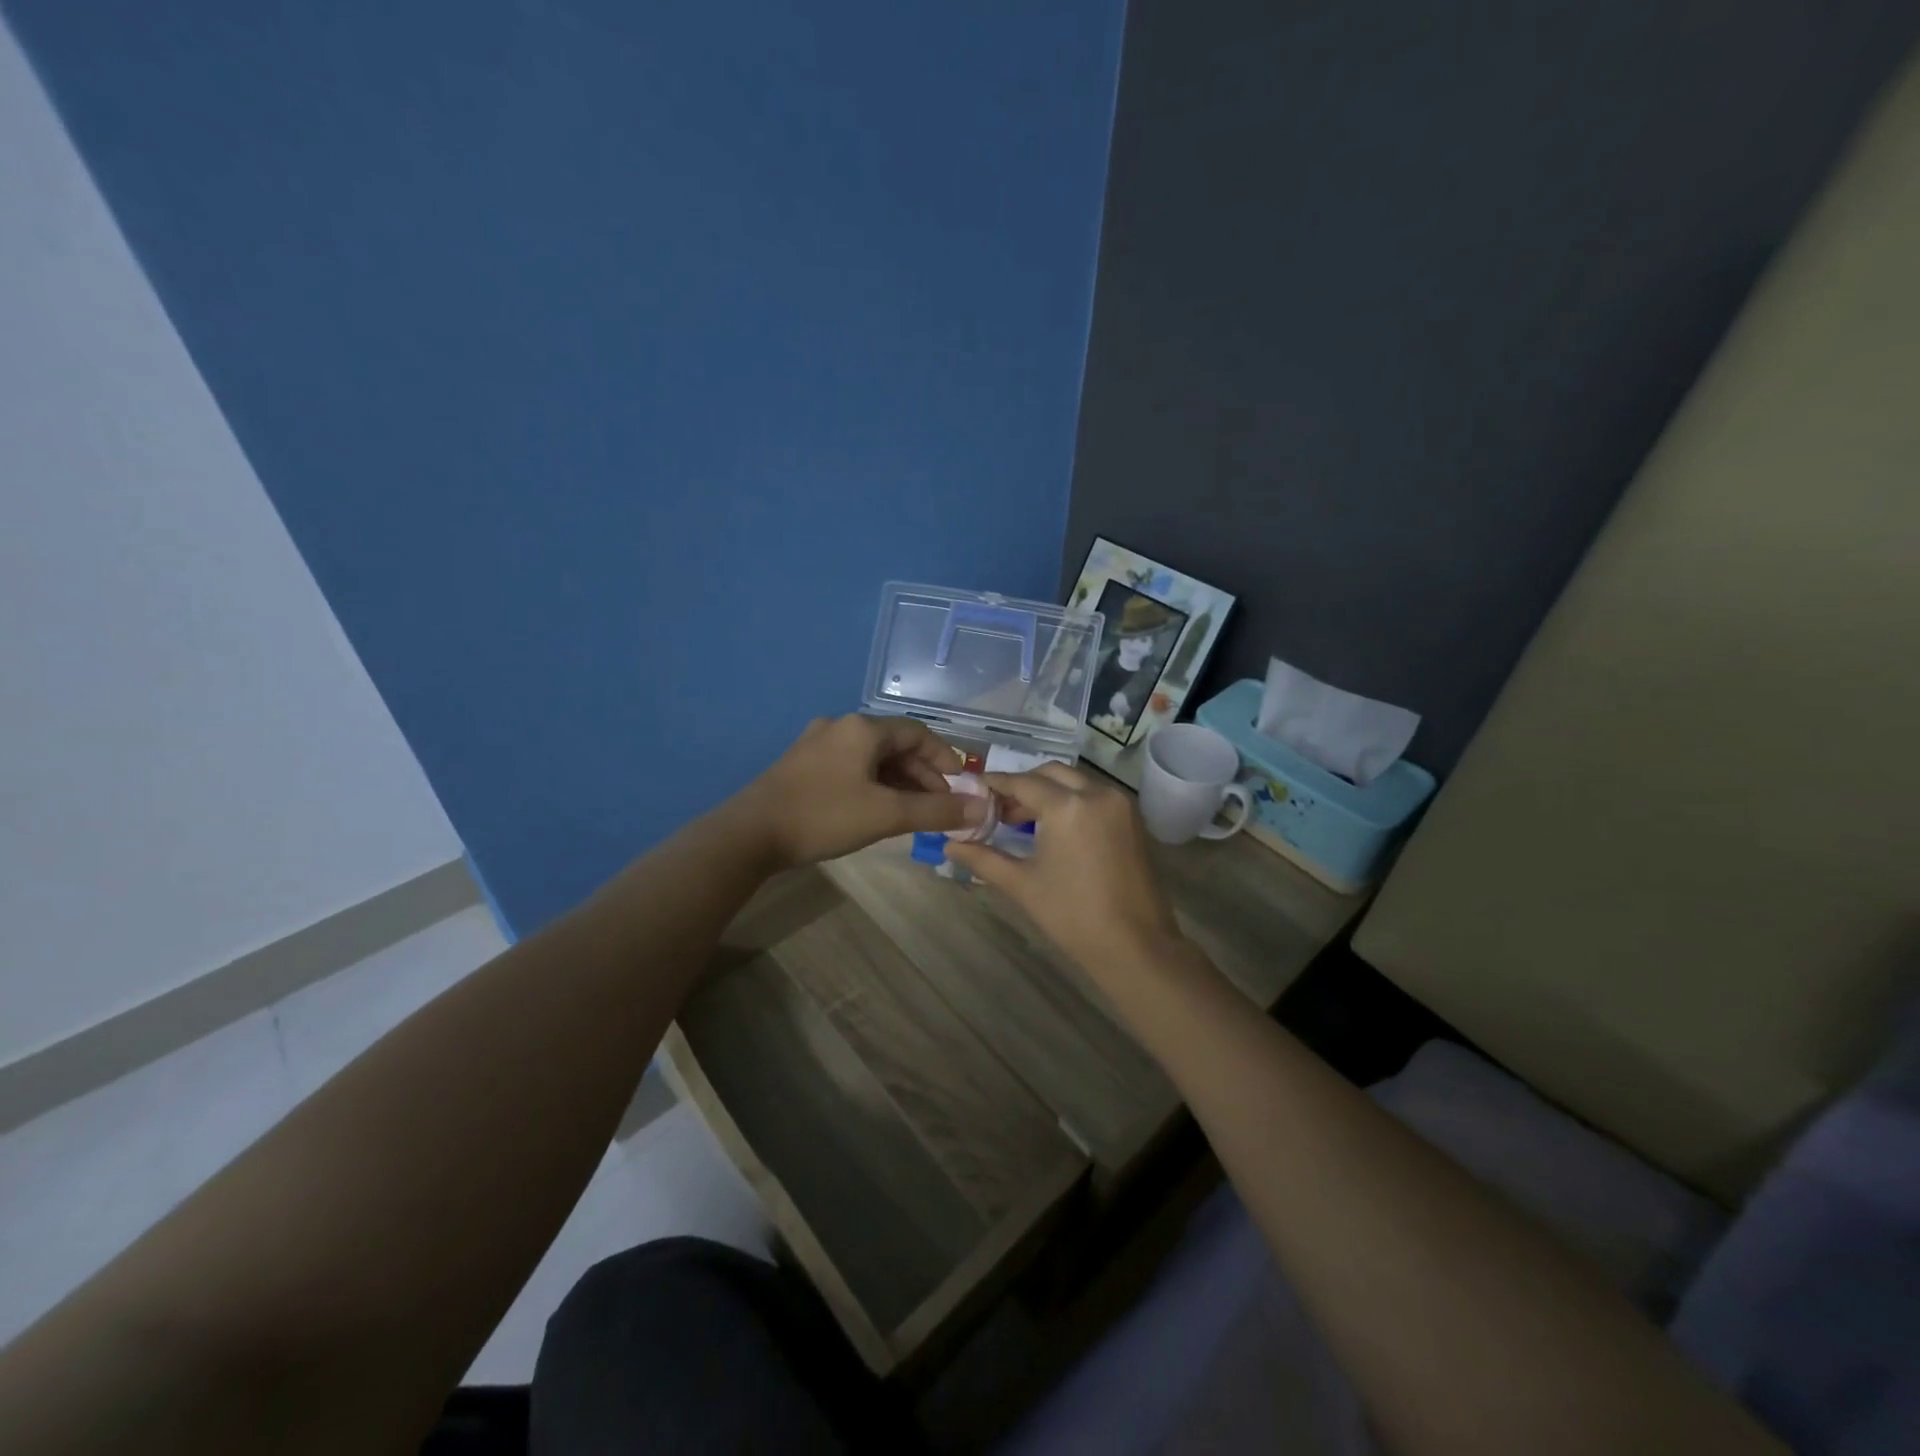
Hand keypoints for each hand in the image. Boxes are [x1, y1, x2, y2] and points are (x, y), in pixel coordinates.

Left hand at [735, 715, 987, 866]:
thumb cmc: (824, 816)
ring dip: (898, 782)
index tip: (960, 788)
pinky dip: (873, 785)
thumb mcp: (886, 814)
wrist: (749, 834)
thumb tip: (982, 808)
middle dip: (922, 775)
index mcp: (862, 729)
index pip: (918, 734)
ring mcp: (816, 745)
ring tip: (912, 813)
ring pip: (871, 758)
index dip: (945, 759)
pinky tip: (876, 810)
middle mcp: (840, 727)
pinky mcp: (801, 765)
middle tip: (939, 807)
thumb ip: (937, 811)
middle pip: (895, 745)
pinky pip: (850, 768)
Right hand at [944, 764, 1181, 975]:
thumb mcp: (1022, 884)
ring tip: (1023, 821)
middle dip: (1023, 785)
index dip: (995, 785)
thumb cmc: (1072, 915)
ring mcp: (1120, 805)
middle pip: (1050, 774)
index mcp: (1067, 806)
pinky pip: (1095, 796)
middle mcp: (1097, 793)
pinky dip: (1072, 801)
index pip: (1022, 783)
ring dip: (1048, 792)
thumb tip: (950, 845)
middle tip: (998, 810)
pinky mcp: (1133, 820)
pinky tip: (1055, 829)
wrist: (1135, 945)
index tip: (974, 790)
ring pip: (1076, 782)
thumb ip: (983, 859)